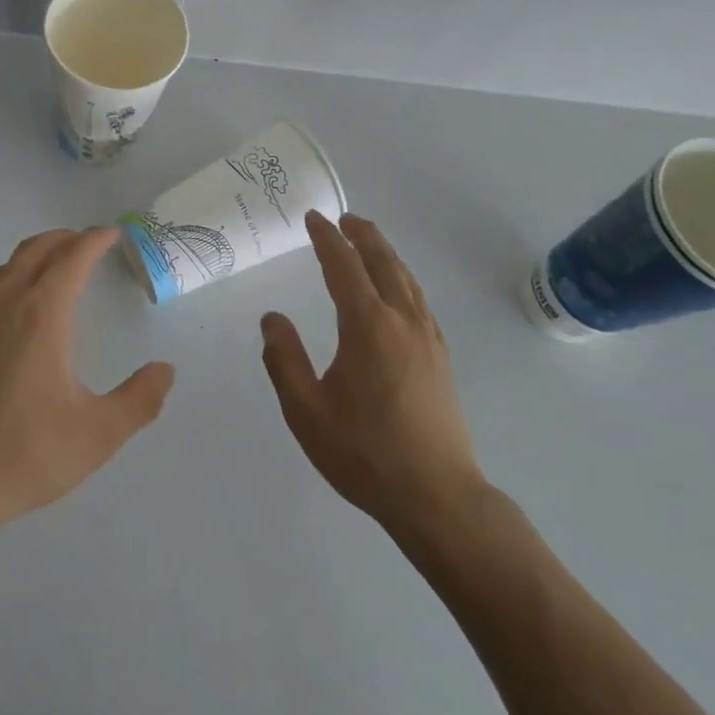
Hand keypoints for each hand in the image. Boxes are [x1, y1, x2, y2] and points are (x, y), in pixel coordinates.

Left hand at [0, 227, 175, 539]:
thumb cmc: (26, 455)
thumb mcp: (98, 434)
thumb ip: (139, 400)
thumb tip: (166, 370)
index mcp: (41, 315)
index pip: (72, 258)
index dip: (93, 241)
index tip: (111, 233)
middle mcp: (3, 306)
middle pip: (34, 252)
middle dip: (63, 239)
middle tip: (84, 243)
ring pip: (4, 271)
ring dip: (32, 259)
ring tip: (52, 271)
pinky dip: (7, 286)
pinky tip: (12, 316)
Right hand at [260, 211, 483, 532]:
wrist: (438, 497)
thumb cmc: (364, 454)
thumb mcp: (306, 410)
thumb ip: (284, 359)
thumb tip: (272, 318)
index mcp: (368, 326)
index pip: (344, 266)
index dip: (327, 239)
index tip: (313, 218)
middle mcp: (403, 321)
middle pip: (384, 262)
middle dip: (362, 235)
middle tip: (343, 217)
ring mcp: (428, 338)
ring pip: (406, 279)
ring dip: (385, 253)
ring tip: (367, 241)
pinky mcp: (441, 358)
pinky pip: (419, 300)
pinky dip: (402, 279)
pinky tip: (396, 290)